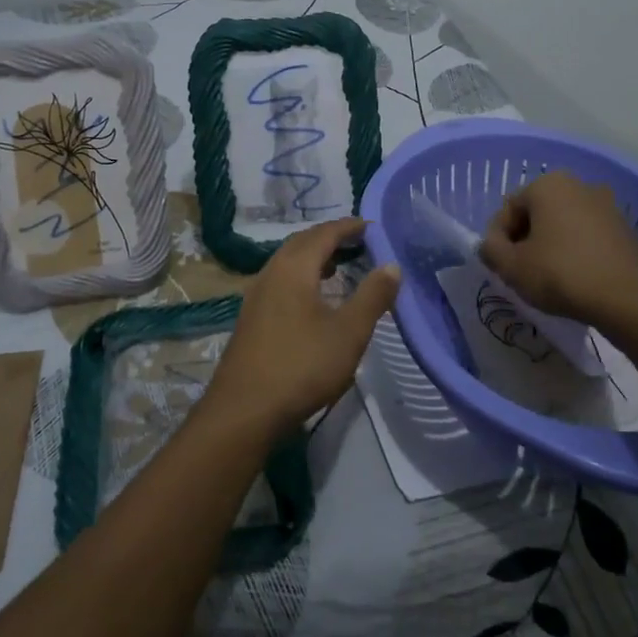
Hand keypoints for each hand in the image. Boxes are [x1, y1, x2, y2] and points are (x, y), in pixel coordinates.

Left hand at [203, 218, 399, 435]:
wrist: (245, 409)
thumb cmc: (302, 366)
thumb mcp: (349, 332)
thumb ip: (373, 296)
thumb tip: (392, 265)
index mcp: (293, 268)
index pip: (323, 233)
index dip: (348, 227)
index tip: (371, 226)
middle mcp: (270, 273)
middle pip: (301, 242)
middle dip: (330, 237)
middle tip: (358, 242)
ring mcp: (256, 295)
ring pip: (287, 262)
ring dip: (314, 257)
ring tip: (339, 266)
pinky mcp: (251, 317)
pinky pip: (280, 280)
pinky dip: (301, 275)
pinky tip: (313, 298)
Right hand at [479, 172, 637, 324]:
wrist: (628, 299)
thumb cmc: (561, 274)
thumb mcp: (512, 266)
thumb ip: (490, 250)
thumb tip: (490, 245)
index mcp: (548, 184)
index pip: (508, 208)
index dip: (498, 239)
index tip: (499, 266)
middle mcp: (578, 185)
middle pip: (536, 214)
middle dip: (524, 240)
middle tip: (520, 272)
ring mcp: (606, 205)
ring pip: (562, 225)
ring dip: (549, 246)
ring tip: (546, 278)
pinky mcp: (624, 229)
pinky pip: (586, 236)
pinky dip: (574, 252)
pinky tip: (573, 279)